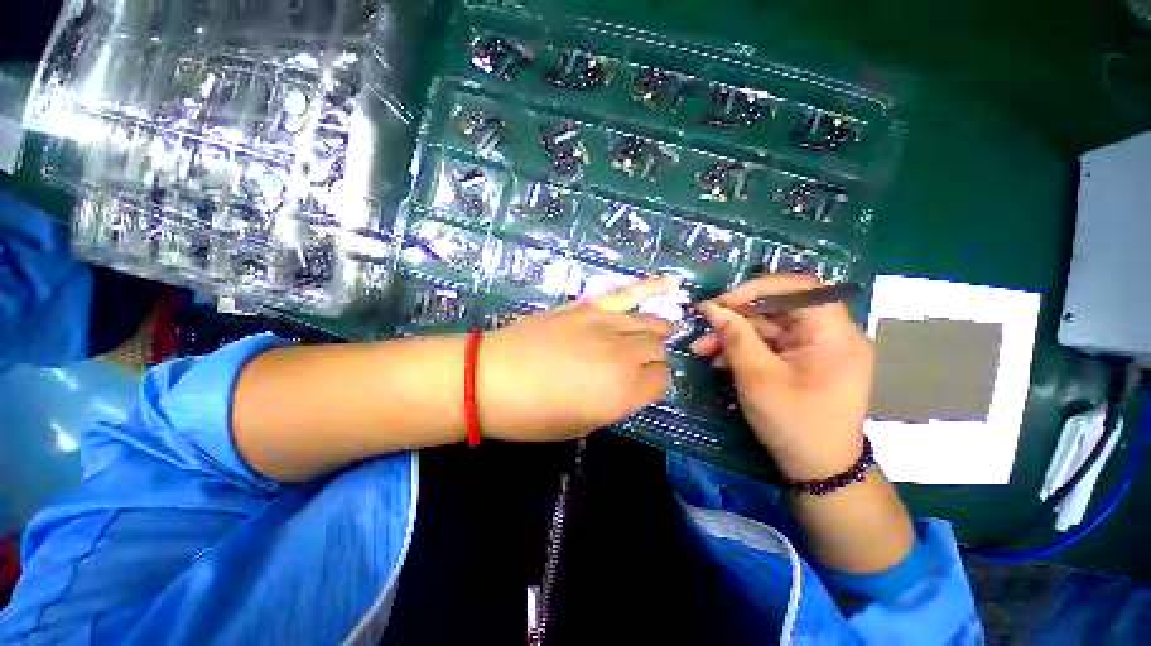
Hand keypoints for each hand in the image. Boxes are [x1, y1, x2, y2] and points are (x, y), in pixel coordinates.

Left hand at [478, 278, 676, 441]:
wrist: (489, 377)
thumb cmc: (531, 413)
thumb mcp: (580, 425)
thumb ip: (615, 402)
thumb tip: (630, 384)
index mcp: (622, 392)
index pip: (661, 381)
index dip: (653, 384)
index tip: (640, 386)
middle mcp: (622, 356)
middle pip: (656, 349)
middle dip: (652, 359)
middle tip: (636, 366)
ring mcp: (606, 325)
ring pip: (648, 324)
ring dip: (656, 331)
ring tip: (661, 332)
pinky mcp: (588, 307)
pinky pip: (626, 294)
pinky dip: (650, 288)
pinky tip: (668, 285)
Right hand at [690, 274, 873, 480]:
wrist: (817, 469)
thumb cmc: (794, 422)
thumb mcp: (758, 377)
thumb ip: (735, 337)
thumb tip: (712, 307)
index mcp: (834, 334)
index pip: (801, 288)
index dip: (759, 288)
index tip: (724, 303)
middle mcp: (830, 335)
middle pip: (778, 310)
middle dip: (736, 320)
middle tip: (702, 331)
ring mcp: (816, 349)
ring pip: (768, 328)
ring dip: (733, 337)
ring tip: (701, 350)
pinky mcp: (803, 362)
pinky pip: (770, 346)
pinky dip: (744, 351)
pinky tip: (719, 362)